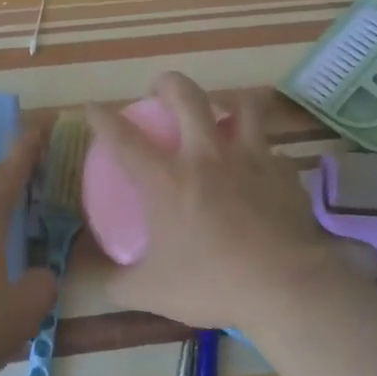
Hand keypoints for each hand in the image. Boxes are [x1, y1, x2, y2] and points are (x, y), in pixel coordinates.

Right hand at [83, 73, 356, 335]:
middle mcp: (207, 156)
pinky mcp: (284, 172)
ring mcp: (250, 158)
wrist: (283, 287)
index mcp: (167, 179)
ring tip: (222, 111)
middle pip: (186, 96)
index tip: (92, 108)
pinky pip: (273, 150)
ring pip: (243, 105)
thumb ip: (120, 284)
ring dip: (230, 101)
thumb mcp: (151, 292)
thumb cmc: (211, 284)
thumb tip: (106, 283)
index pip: (124, 137)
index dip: (103, 118)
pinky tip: (261, 170)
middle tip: (161, 90)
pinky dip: (264, 153)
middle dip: (168, 83)